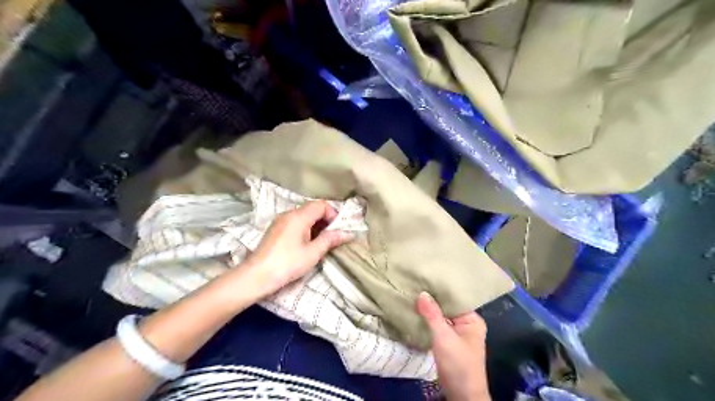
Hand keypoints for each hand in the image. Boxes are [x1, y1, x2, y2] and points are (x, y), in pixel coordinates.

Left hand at [241, 201, 352, 297]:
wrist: (257, 276)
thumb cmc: (288, 264)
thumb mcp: (313, 253)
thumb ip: (330, 240)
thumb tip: (347, 233)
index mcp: (299, 216)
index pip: (321, 204)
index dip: (333, 214)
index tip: (337, 230)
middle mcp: (288, 213)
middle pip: (312, 208)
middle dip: (325, 220)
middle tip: (332, 237)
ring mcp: (280, 221)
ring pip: (303, 215)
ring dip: (315, 225)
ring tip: (320, 242)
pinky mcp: (275, 229)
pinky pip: (294, 222)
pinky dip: (305, 228)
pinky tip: (305, 244)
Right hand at [420, 291, 492, 400]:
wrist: (461, 396)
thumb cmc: (457, 364)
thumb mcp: (443, 337)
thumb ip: (432, 315)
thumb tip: (422, 293)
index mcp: (472, 320)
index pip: (455, 298)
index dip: (440, 290)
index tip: (425, 279)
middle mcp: (467, 324)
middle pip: (448, 307)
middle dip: (433, 299)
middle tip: (416, 284)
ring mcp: (458, 334)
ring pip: (442, 317)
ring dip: (430, 311)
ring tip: (414, 295)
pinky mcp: (449, 343)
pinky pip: (439, 326)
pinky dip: (429, 321)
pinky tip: (417, 313)